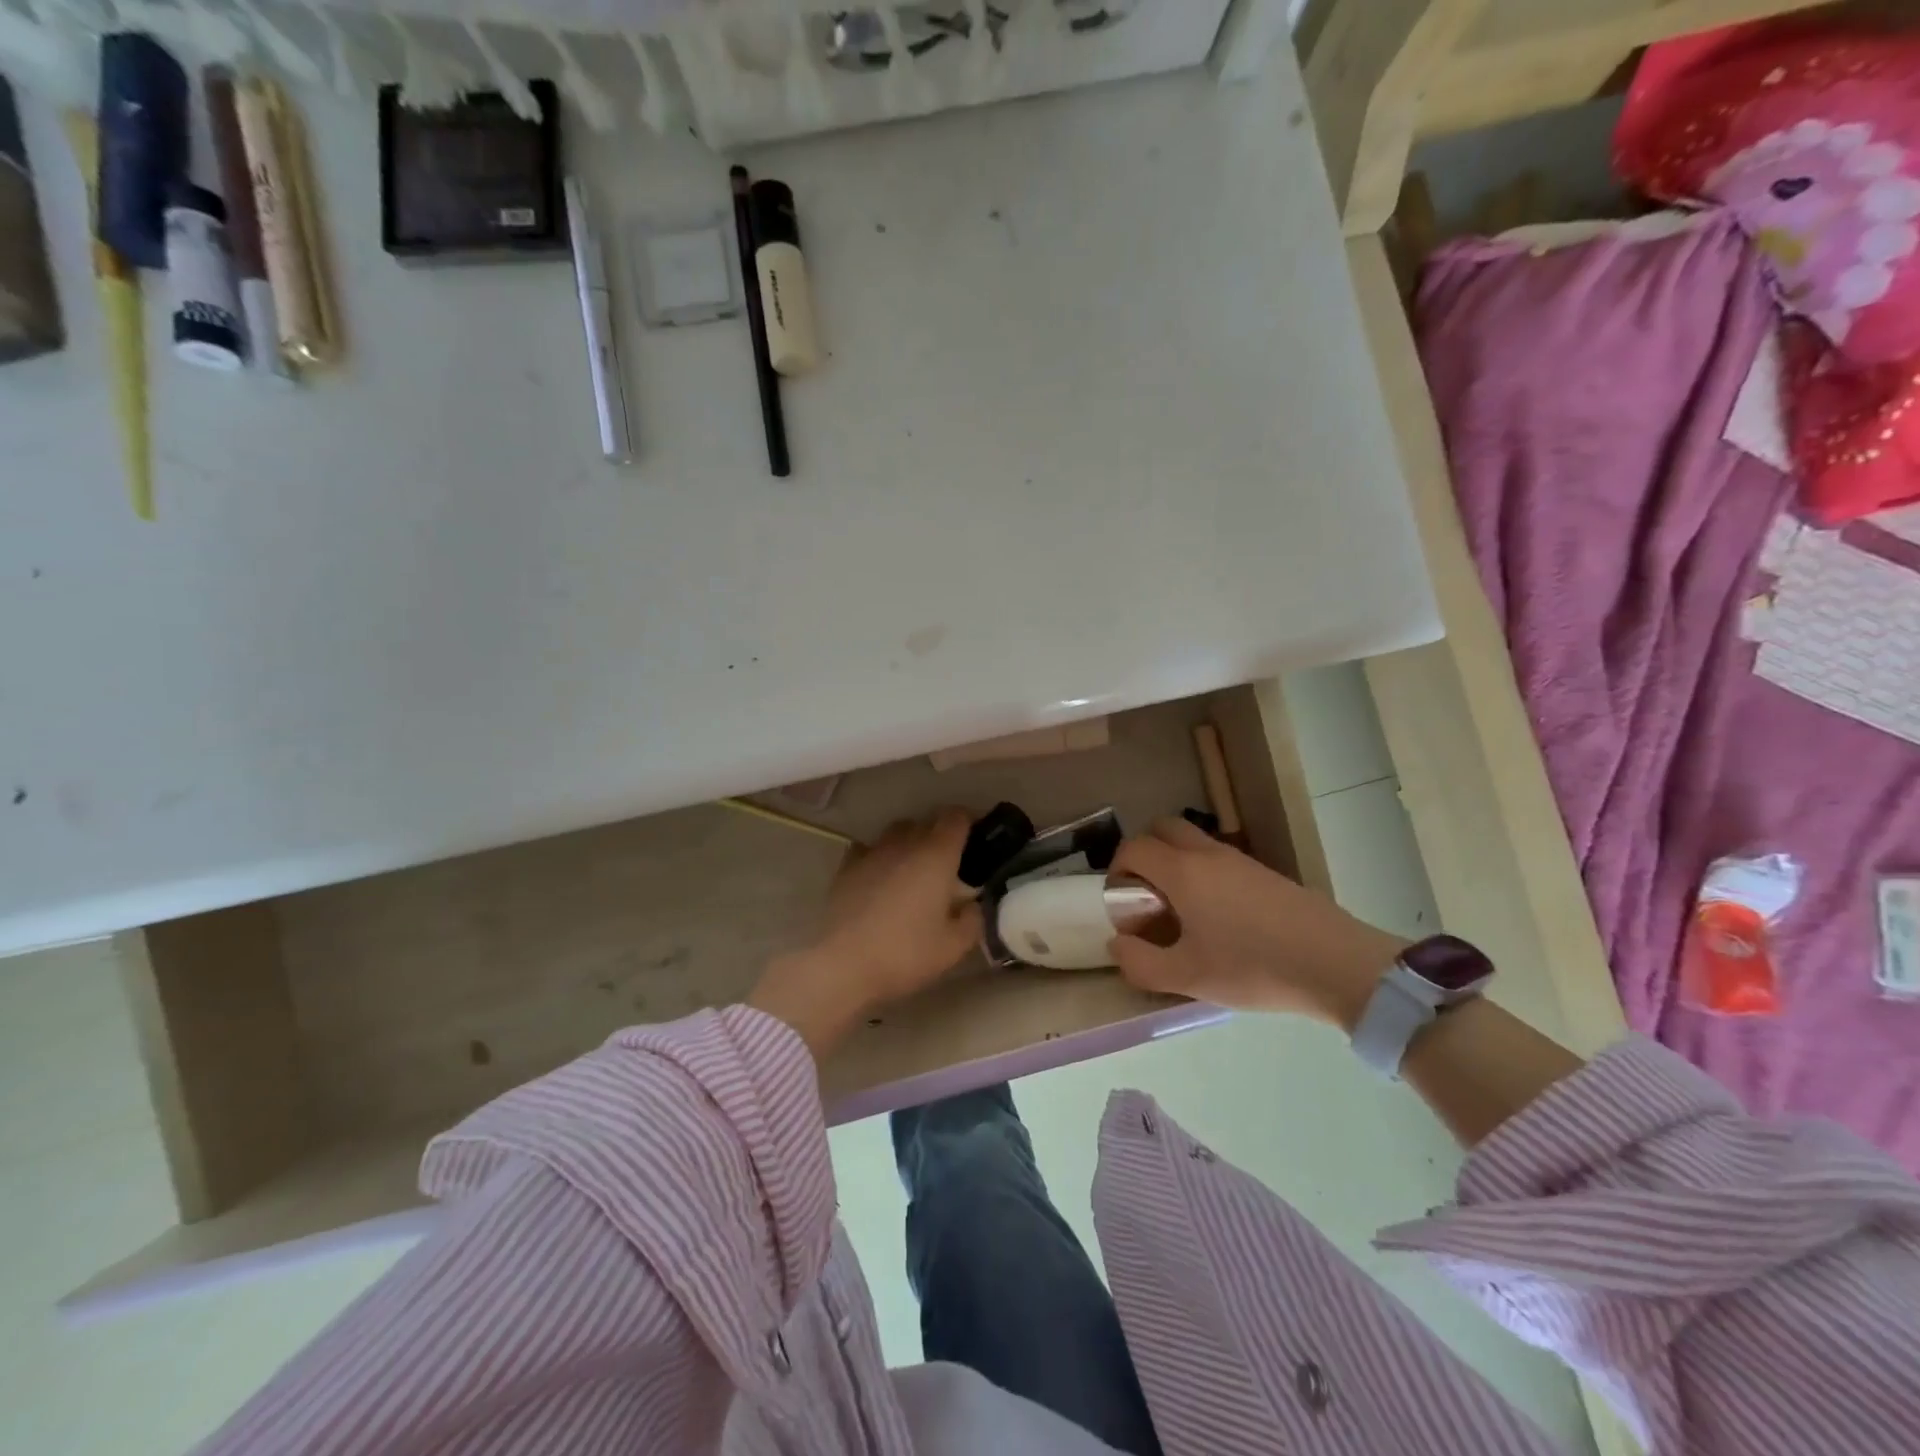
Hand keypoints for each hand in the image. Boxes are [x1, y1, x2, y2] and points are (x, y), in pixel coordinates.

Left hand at [748, 809, 983, 1057]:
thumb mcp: (954, 947)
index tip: (976, 839)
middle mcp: (905, 844)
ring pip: (896, 832)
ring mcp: (872, 852)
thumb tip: (972, 906)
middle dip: (940, 836)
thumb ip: (972, 920)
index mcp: (937, 855)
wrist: (843, 964)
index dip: (968, 822)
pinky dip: (879, 856)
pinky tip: (880, 877)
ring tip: (913, 869)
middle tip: (948, 864)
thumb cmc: (905, 953)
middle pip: (926, 822)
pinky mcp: (846, 867)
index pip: (956, 818)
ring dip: (909, 843)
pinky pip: (868, 849)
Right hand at [1106, 817, 1406, 1028]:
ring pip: (1194, 841)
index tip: (1121, 901)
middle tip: (1146, 893)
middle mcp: (1208, 854)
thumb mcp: (1188, 977)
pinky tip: (1219, 918)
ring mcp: (1240, 860)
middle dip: (1145, 852)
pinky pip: (1219, 858)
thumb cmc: (1253, 967)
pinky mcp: (1265, 873)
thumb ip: (1140, 962)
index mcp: (1183, 872)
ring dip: (1175, 862)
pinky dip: (1203, 872)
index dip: (1117, 868)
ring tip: (1181, 911)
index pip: (1135, 847)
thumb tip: (1116, 943)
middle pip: (1163, 828)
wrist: (1336, 964)